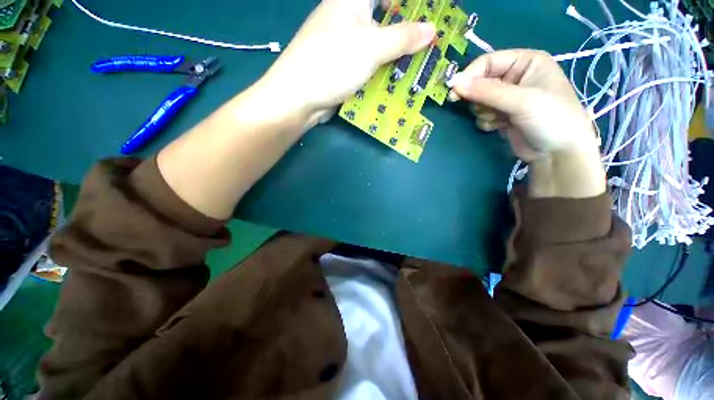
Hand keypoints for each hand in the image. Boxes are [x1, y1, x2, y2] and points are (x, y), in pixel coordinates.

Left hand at [258, 0, 435, 124]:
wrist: (299, 98)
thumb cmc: (333, 63)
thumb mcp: (372, 47)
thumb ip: (402, 38)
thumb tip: (431, 29)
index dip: (409, 2)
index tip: (430, 10)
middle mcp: (348, 17)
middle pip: (384, 16)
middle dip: (407, 30)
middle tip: (427, 42)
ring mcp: (345, 44)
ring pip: (378, 43)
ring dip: (396, 54)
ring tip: (417, 64)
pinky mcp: (344, 66)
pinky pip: (369, 63)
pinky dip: (383, 69)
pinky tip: (396, 79)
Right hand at [450, 50, 604, 197]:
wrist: (557, 153)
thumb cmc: (550, 118)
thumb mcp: (520, 101)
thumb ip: (486, 91)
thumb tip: (454, 83)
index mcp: (526, 62)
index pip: (489, 62)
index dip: (470, 75)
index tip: (454, 90)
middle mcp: (516, 77)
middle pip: (481, 82)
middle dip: (479, 97)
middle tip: (479, 108)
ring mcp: (508, 98)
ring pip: (479, 100)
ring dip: (484, 111)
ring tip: (499, 119)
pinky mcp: (502, 115)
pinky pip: (482, 114)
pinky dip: (486, 121)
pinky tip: (499, 126)